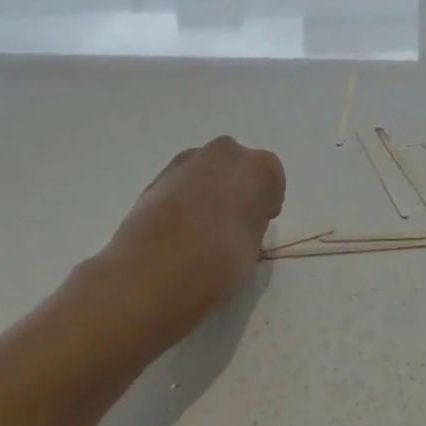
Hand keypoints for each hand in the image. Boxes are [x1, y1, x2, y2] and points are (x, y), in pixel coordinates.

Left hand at [79, 137, 285, 348]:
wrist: (154, 271)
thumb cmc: (220, 260)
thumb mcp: (254, 245)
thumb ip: (251, 221)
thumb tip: (238, 221)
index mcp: (259, 167)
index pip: (272, 178)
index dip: (267, 202)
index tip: (259, 225)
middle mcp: (225, 153)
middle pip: (237, 165)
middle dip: (236, 187)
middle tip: (231, 223)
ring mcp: (187, 162)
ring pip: (206, 171)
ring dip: (208, 190)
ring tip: (200, 229)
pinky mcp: (157, 177)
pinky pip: (181, 184)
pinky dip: (182, 199)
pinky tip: (177, 229)